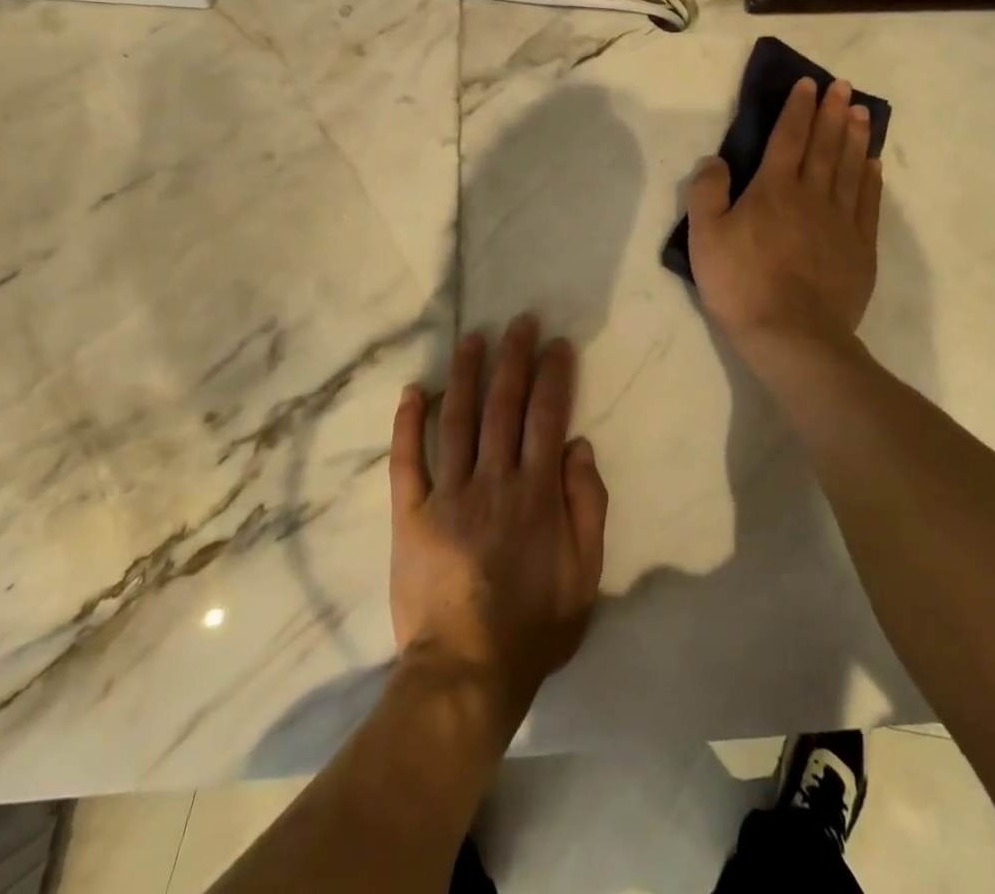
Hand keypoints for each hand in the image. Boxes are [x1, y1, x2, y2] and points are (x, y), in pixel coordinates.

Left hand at [388, 316, 608, 728]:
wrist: (466, 672)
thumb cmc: (535, 624)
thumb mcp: (586, 573)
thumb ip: (587, 504)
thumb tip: (577, 445)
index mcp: (536, 492)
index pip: (547, 416)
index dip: (553, 375)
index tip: (557, 343)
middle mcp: (493, 480)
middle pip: (504, 405)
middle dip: (514, 358)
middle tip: (519, 322)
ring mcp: (447, 494)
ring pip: (458, 419)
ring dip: (466, 374)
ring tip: (473, 338)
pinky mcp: (411, 514)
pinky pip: (407, 460)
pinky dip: (408, 423)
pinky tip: (413, 391)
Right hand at [686, 76, 881, 353]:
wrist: (793, 336)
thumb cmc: (741, 285)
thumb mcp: (705, 237)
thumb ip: (708, 192)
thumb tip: (717, 160)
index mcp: (774, 189)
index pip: (788, 138)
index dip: (798, 109)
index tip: (808, 84)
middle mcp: (812, 196)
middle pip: (826, 146)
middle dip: (833, 112)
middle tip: (843, 87)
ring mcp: (841, 222)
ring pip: (852, 168)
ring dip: (857, 137)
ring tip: (862, 112)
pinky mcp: (860, 248)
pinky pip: (868, 203)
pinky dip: (871, 179)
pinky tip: (874, 165)